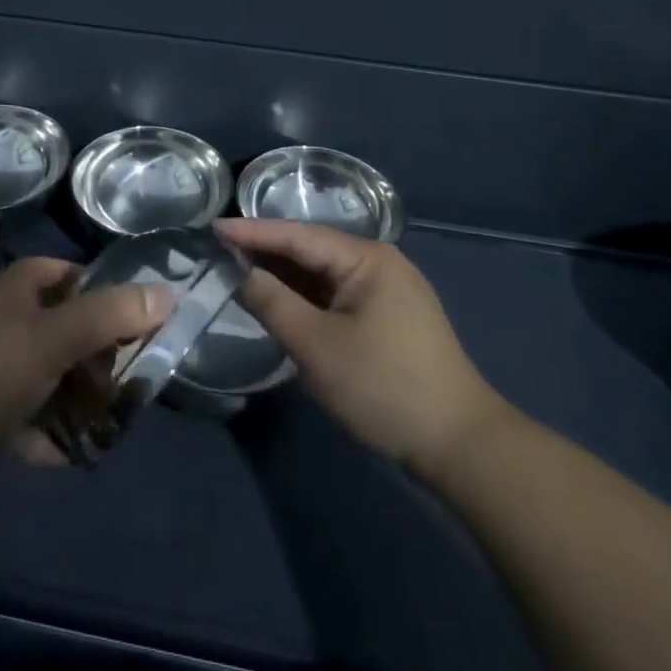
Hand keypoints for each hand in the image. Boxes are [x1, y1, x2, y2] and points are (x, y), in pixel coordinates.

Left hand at [0, 256, 172, 500]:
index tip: (146, 324)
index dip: (111, 295)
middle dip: (101, 358)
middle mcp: (10, 321)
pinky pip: (30, 417)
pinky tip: (68, 456)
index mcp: (22, 289)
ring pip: (53, 377)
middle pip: (71, 330)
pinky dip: (49, 434)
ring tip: (114, 425)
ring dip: (80, 401)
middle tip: (136, 386)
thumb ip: (109, 316)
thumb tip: (168, 293)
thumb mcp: (51, 338)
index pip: (78, 277)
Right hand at [217, 218, 509, 477]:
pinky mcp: (387, 317)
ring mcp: (386, 290)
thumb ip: (272, 303)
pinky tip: (278, 300)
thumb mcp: (317, 346)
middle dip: (265, 251)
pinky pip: (335, 295)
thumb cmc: (383, 386)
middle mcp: (378, 263)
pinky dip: (304, 297)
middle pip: (310, 250)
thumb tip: (239, 273)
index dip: (252, 232)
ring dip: (283, 275)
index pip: (297, 236)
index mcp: (366, 258)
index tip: (212, 227)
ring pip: (322, 274)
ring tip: (237, 270)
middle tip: (217, 249)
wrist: (458, 443)